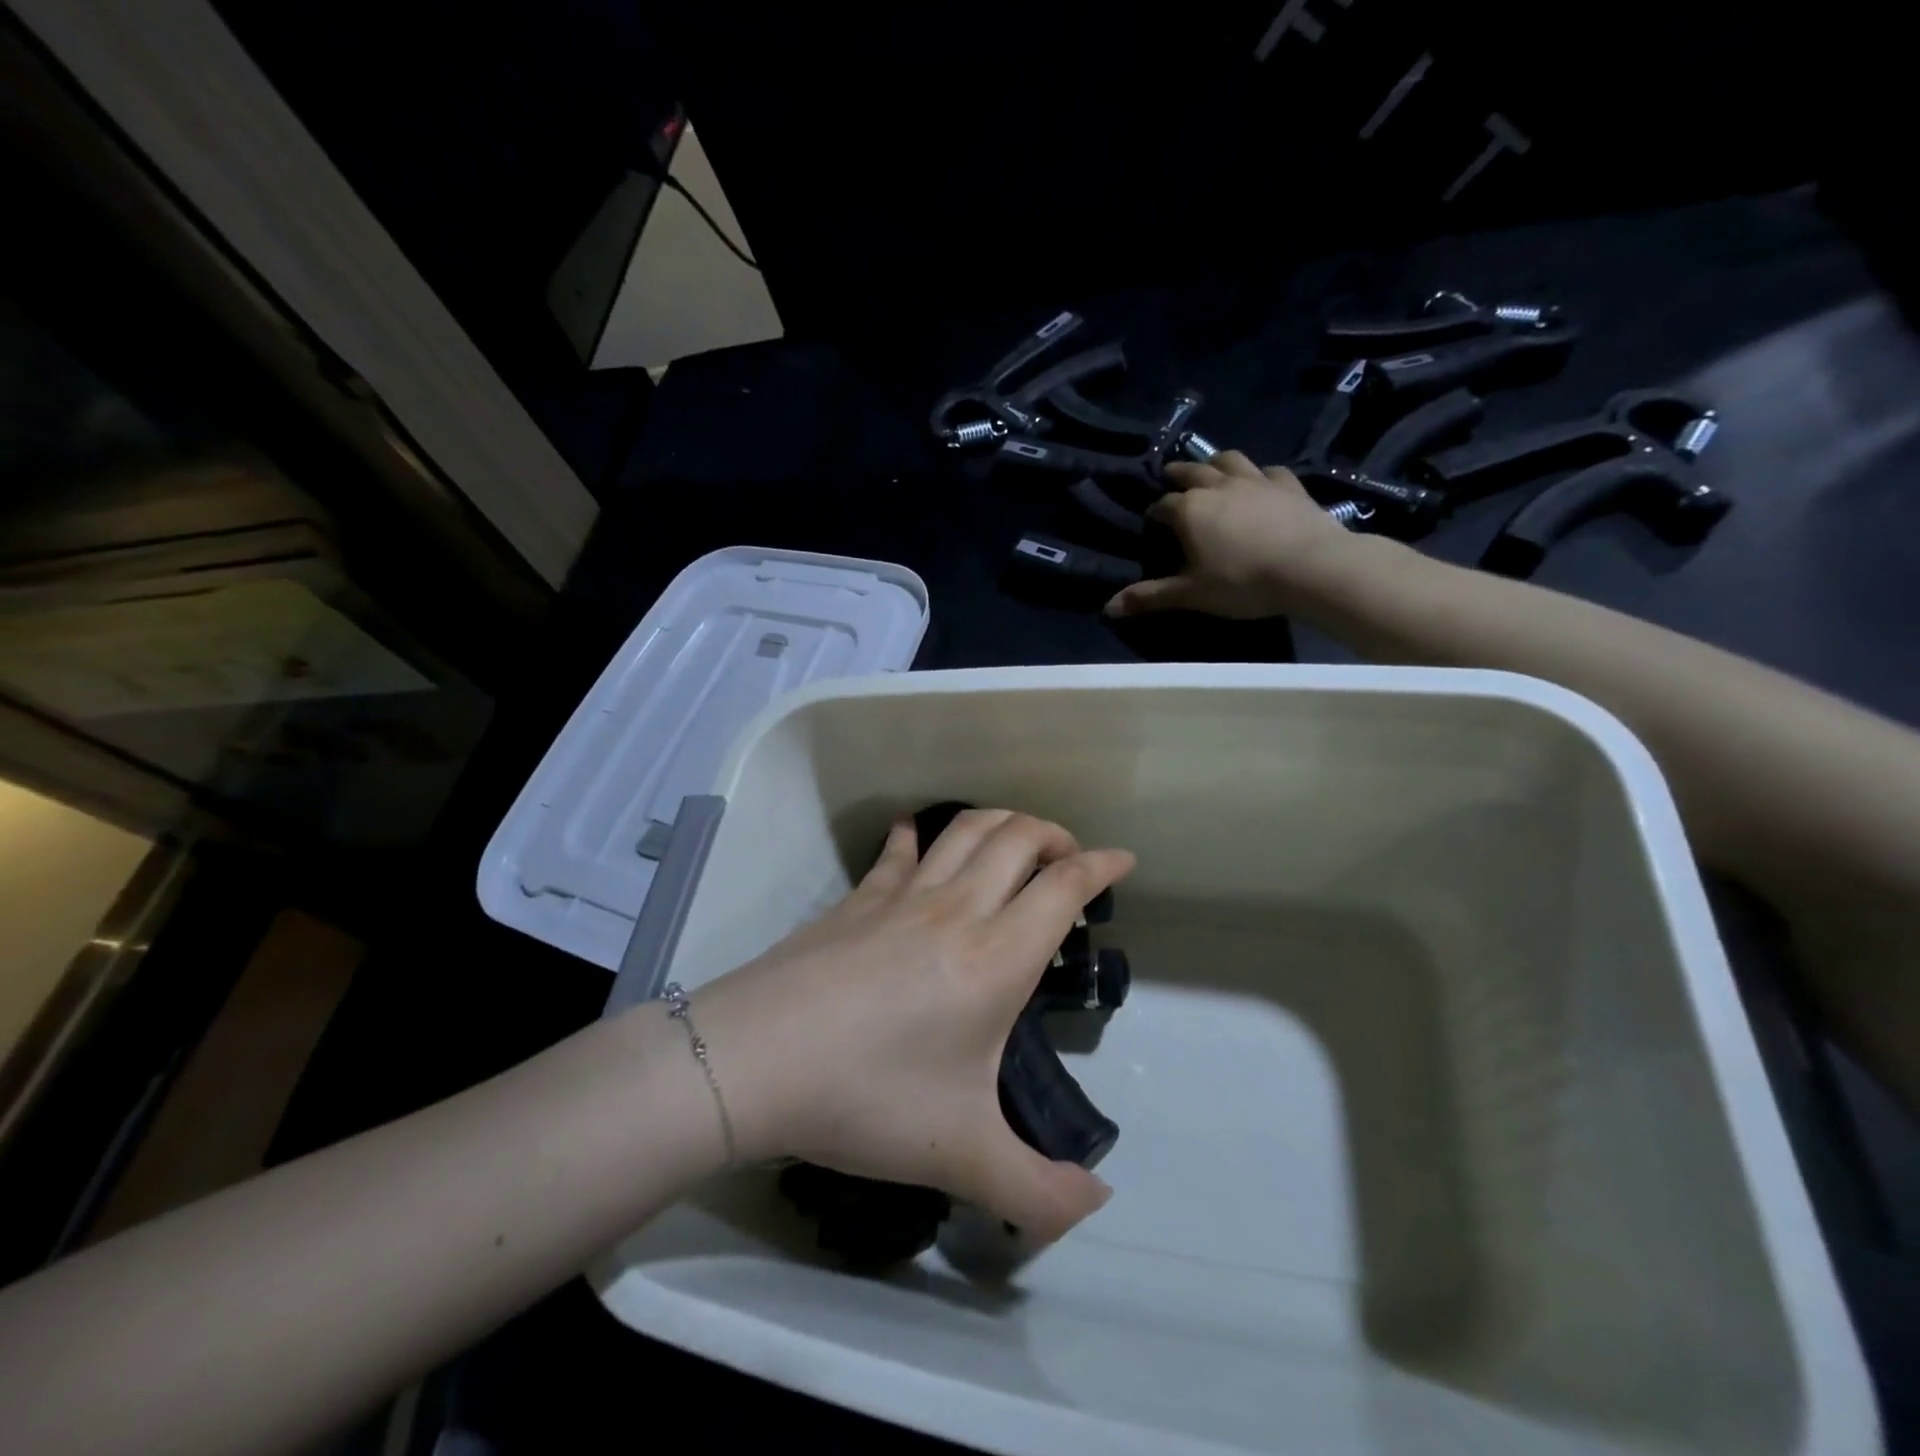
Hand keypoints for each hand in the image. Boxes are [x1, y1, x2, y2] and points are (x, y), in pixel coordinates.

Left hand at [693, 810, 1134, 1243]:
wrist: (755, 1061)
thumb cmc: (867, 1098)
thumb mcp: (960, 1157)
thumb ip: (1037, 1192)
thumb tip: (1097, 1206)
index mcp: (997, 957)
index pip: (1064, 886)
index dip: (1101, 866)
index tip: (1124, 862)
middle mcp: (957, 909)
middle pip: (1019, 837)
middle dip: (1055, 835)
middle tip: (1069, 859)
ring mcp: (902, 895)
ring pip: (965, 830)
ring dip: (1002, 822)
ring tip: (1017, 843)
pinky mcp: (858, 898)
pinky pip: (896, 850)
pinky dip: (916, 834)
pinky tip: (916, 836)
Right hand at [1103, 450, 1355, 619]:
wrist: (1311, 568)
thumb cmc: (1242, 583)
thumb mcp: (1190, 595)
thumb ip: (1150, 597)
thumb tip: (1107, 608)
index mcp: (1189, 510)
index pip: (1162, 505)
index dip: (1154, 513)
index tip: (1152, 521)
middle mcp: (1218, 486)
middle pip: (1192, 471)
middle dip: (1177, 474)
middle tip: (1170, 477)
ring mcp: (1256, 480)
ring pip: (1229, 460)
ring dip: (1215, 463)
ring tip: (1211, 469)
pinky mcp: (1288, 484)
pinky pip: (1269, 470)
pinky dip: (1259, 474)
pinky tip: (1260, 483)